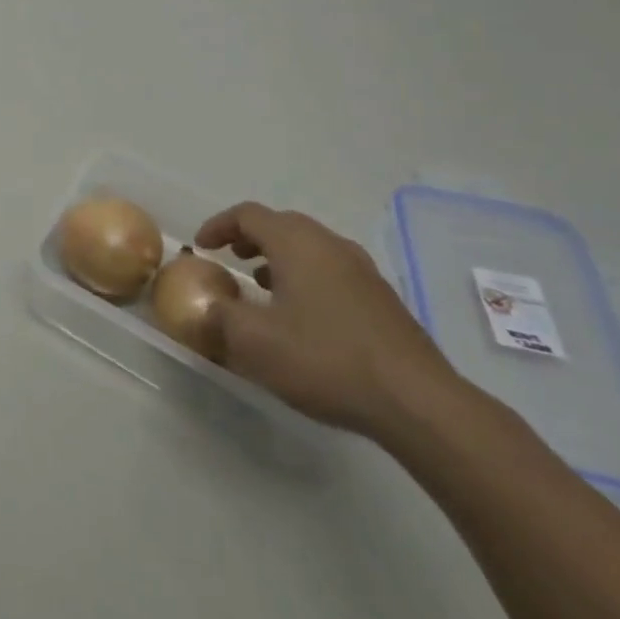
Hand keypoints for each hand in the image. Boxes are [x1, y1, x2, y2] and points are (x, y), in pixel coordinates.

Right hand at [195, 203, 459, 437]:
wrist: (418, 403)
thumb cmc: (325, 360)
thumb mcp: (254, 342)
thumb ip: (218, 317)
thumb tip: (204, 307)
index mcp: (297, 244)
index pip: (248, 215)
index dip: (218, 226)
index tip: (201, 247)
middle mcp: (331, 246)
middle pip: (282, 224)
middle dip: (250, 238)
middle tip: (230, 259)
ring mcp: (363, 272)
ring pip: (311, 248)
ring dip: (280, 258)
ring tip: (262, 287)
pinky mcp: (383, 300)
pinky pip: (332, 272)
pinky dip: (306, 278)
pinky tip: (303, 316)